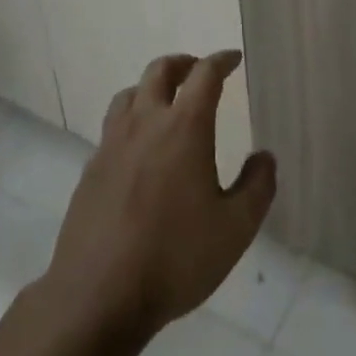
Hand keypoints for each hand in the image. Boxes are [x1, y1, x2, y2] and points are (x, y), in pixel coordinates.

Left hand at [40, 51, 275, 341]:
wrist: (97, 296)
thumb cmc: (175, 258)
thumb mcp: (235, 229)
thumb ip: (257, 187)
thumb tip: (265, 157)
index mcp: (184, 127)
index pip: (204, 75)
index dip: (221, 61)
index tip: (233, 59)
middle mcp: (145, 123)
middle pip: (160, 71)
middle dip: (182, 64)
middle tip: (197, 70)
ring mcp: (111, 144)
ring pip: (129, 94)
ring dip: (150, 88)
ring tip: (164, 103)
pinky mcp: (90, 169)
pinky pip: (112, 128)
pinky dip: (130, 121)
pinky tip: (137, 150)